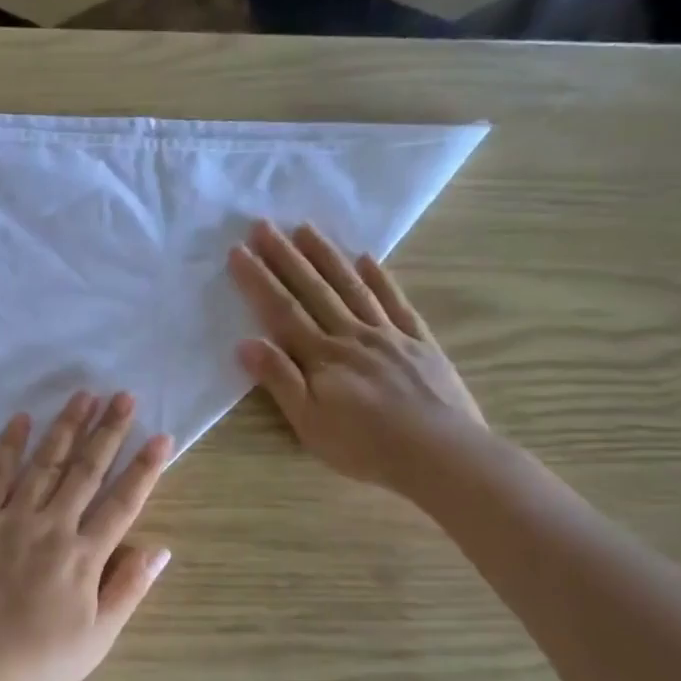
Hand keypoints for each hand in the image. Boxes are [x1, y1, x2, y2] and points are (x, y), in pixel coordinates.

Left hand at [0, 391, 172, 680]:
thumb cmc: (36, 663)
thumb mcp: (96, 639)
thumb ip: (127, 589)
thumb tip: (160, 547)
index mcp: (84, 556)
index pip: (122, 502)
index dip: (145, 468)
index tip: (161, 436)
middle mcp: (51, 527)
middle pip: (85, 471)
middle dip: (108, 431)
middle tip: (123, 396)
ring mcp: (10, 520)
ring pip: (44, 464)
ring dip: (65, 427)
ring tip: (84, 395)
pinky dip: (7, 446)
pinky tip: (21, 420)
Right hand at [228, 220, 488, 497]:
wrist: (442, 455)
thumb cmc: (366, 447)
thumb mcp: (310, 424)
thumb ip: (280, 381)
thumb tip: (246, 343)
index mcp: (322, 357)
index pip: (281, 311)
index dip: (258, 280)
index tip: (239, 251)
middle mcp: (352, 336)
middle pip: (313, 290)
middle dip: (285, 257)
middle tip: (264, 225)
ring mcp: (388, 335)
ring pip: (351, 287)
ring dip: (326, 256)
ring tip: (306, 228)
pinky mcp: (419, 342)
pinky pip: (396, 303)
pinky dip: (380, 279)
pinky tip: (367, 259)